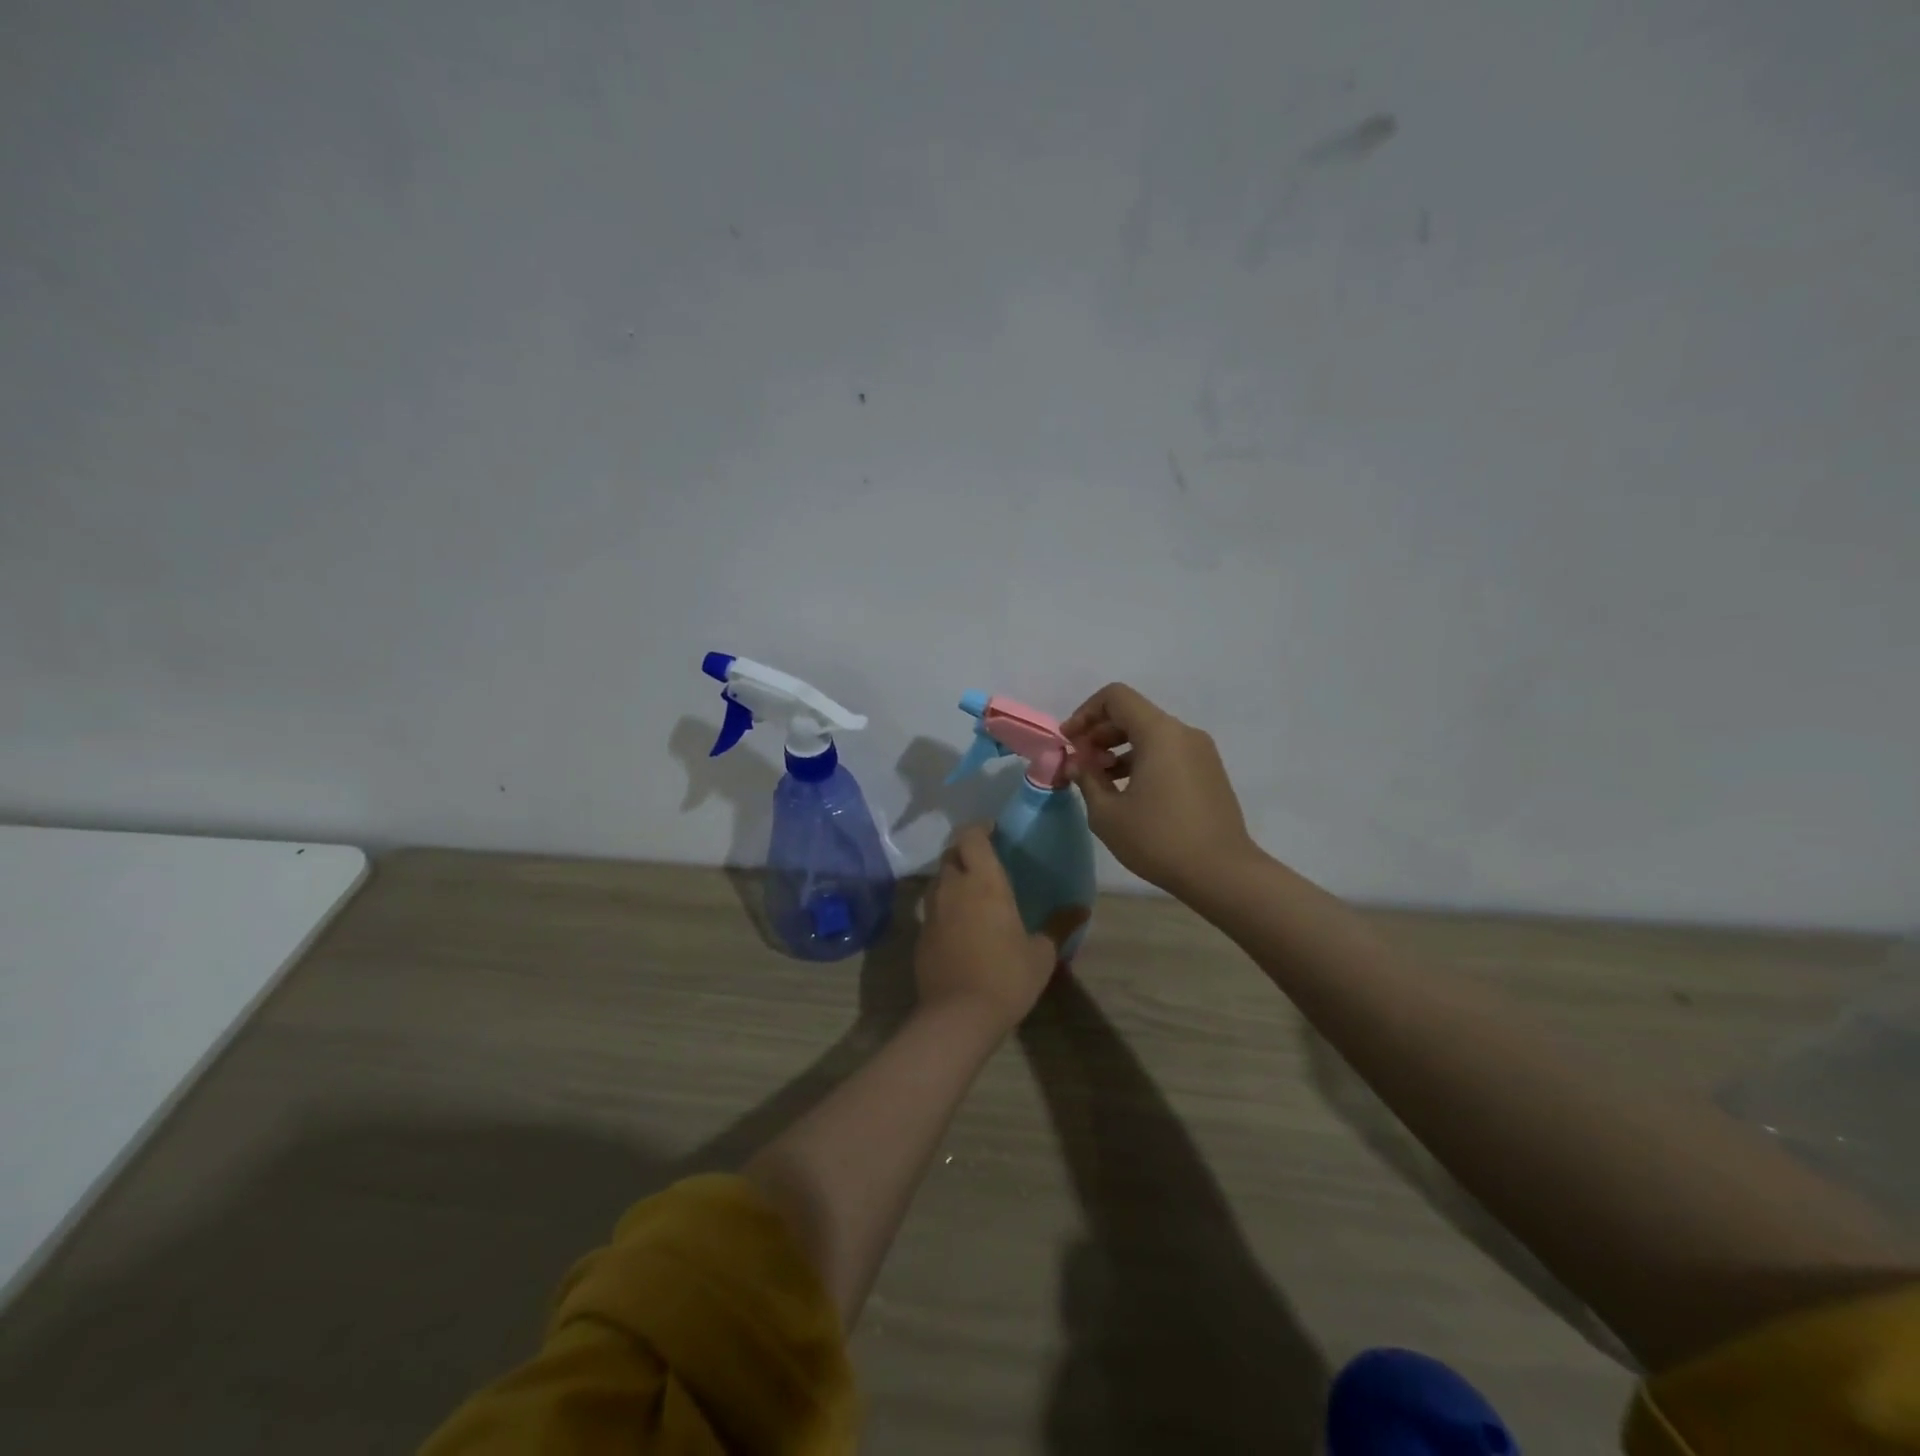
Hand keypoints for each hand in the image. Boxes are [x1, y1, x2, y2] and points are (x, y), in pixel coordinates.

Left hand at [915, 825, 1079, 1034]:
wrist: (958, 1016)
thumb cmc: (1006, 977)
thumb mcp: (1041, 954)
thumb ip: (1059, 925)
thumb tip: (1082, 908)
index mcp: (984, 882)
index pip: (971, 836)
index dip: (979, 828)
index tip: (994, 832)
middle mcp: (953, 887)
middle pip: (951, 853)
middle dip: (966, 850)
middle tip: (986, 861)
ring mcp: (932, 911)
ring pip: (938, 879)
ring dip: (953, 876)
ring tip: (973, 891)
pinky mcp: (921, 934)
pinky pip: (932, 907)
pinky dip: (945, 906)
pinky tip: (961, 924)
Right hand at [1062, 682, 1260, 898]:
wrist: (1222, 873)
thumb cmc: (1158, 839)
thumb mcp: (1108, 814)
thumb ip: (1086, 779)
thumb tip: (1076, 763)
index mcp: (1159, 733)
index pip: (1116, 697)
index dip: (1085, 713)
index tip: (1069, 742)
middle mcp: (1183, 733)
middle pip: (1133, 714)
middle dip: (1099, 733)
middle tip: (1080, 764)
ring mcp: (1201, 752)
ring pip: (1151, 735)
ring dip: (1119, 749)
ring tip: (1100, 782)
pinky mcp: (1209, 772)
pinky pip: (1168, 753)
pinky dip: (1142, 761)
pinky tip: (1128, 793)